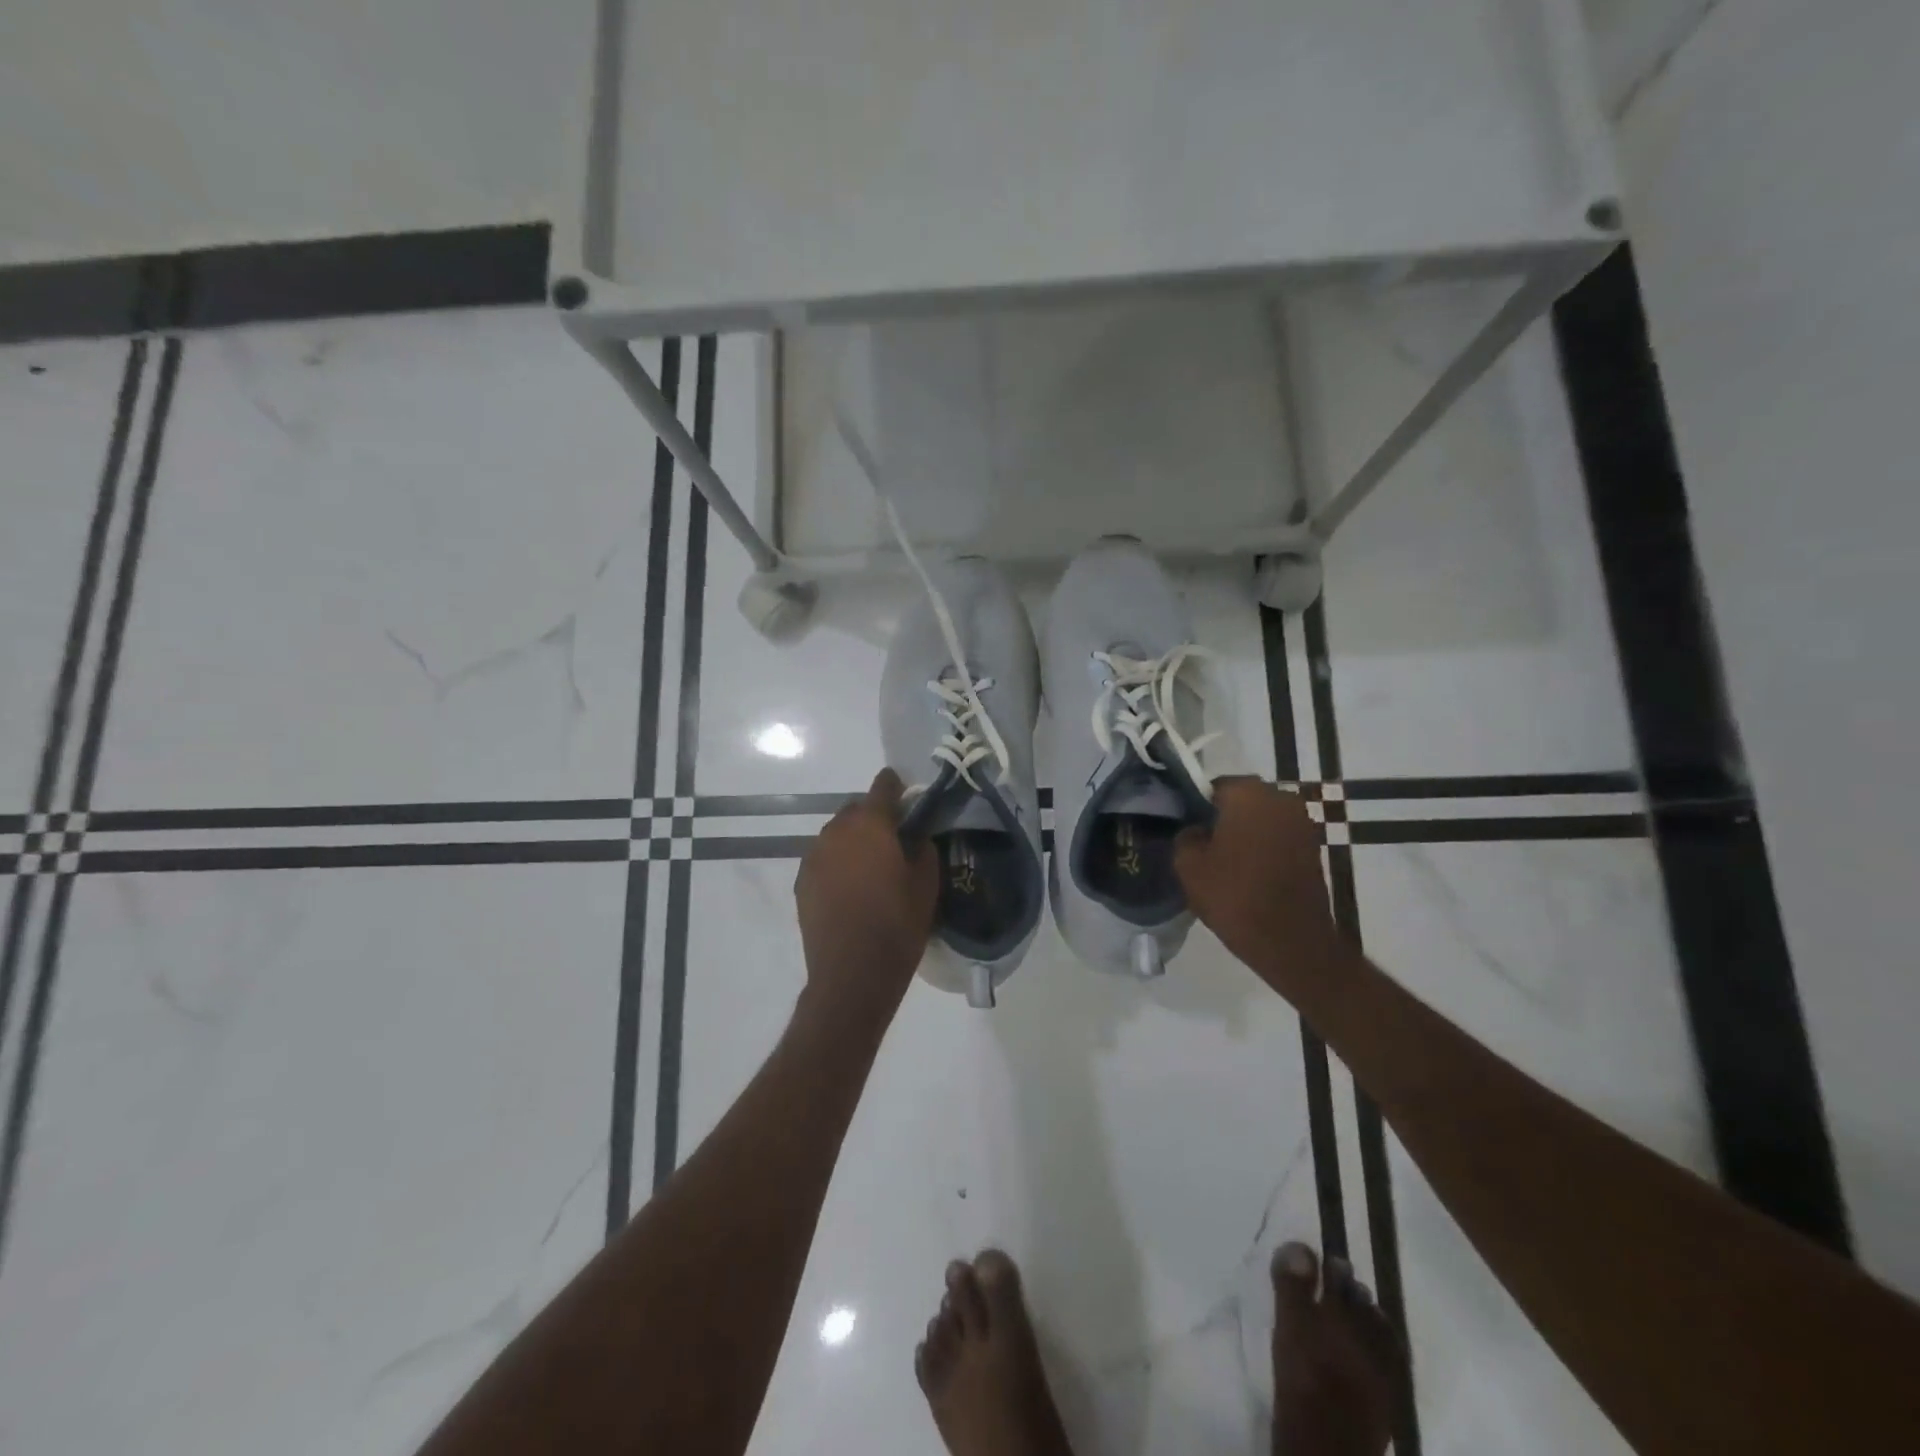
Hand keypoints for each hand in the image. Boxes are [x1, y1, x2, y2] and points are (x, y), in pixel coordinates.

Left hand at [793, 768, 938, 1025]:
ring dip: (854, 840)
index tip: (906, 794)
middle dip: (874, 817)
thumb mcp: (926, 886)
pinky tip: (850, 887)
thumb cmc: (897, 926)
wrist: (851, 975)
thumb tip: (915, 836)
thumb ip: (922, 849)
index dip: (895, 786)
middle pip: (856, 810)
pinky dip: (837, 863)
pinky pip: (824, 858)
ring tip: (870, 866)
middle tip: (893, 839)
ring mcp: (814, 857)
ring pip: (837, 834)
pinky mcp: (803, 882)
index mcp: (871, 826)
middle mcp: (836, 832)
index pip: (882, 787)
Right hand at [1175, 777, 1343, 993]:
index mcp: (1248, 793)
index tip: (1187, 829)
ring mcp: (1302, 822)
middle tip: (1203, 845)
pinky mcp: (1313, 847)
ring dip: (1245, 833)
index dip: (1196, 807)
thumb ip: (1186, 836)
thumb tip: (1196, 830)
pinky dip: (1263, 848)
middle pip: (1240, 800)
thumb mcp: (1188, 865)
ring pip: (1261, 819)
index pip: (1212, 786)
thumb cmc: (1235, 896)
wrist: (1291, 941)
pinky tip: (1248, 872)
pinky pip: (1277, 837)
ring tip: (1225, 862)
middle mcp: (1280, 798)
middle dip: (1222, 817)